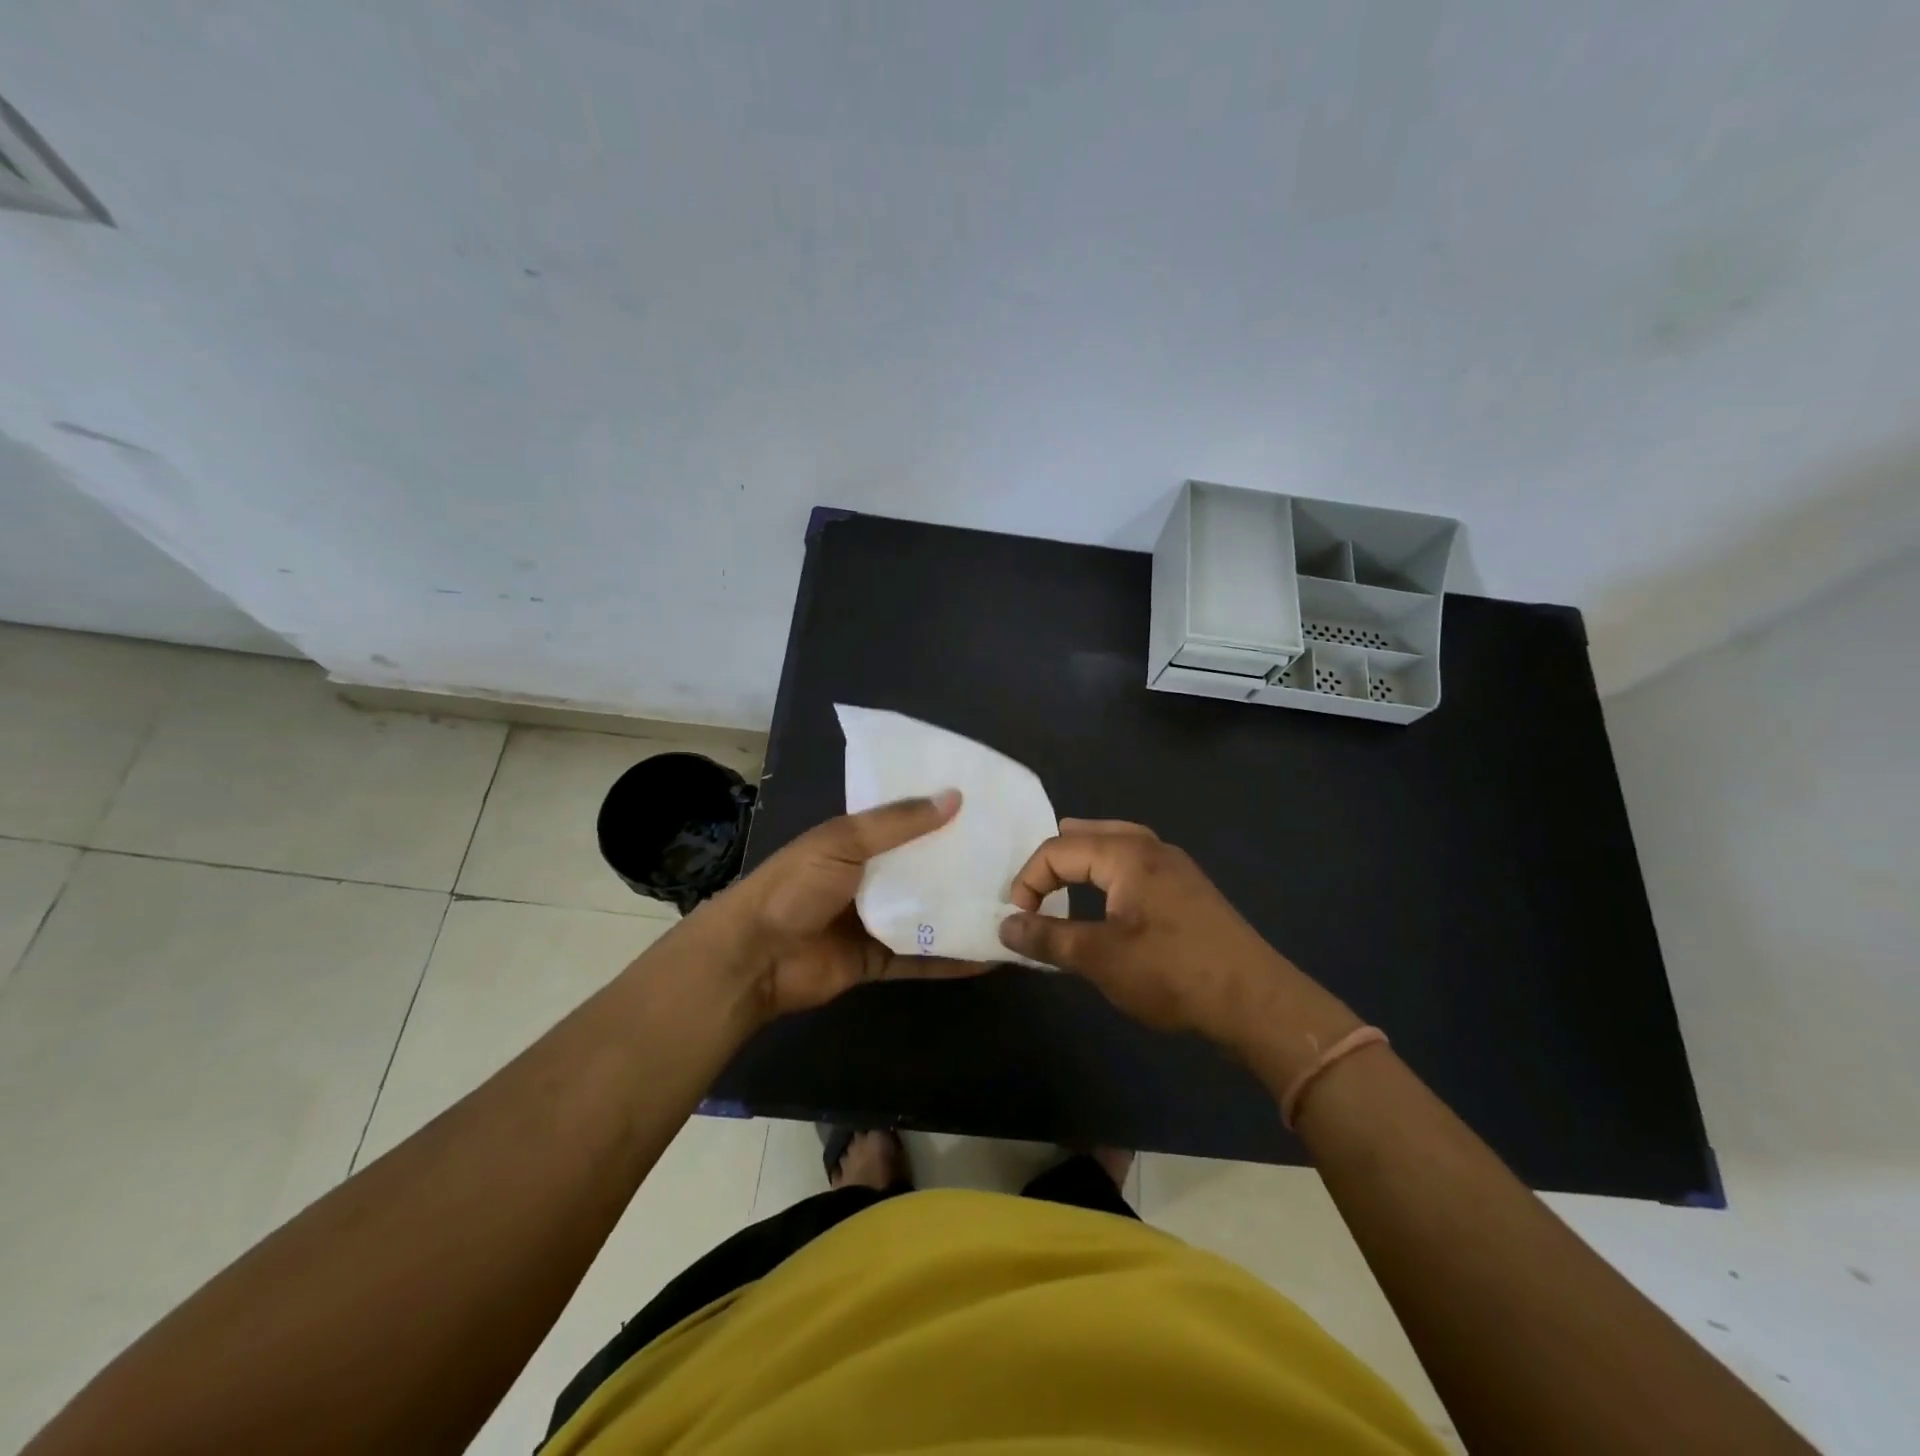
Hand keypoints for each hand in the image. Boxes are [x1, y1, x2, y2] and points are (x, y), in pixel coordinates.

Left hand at [708, 789, 988, 1020]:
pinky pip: (920, 959)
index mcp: (857, 842)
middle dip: (960, 866)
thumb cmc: (797, 887)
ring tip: (1011, 907)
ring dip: (961, 912)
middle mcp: (869, 878)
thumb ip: (899, 823)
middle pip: (923, 870)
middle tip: (1013, 859)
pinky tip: (988, 958)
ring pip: (926, 915)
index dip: (941, 815)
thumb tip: (955, 796)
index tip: (987, 808)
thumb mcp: (845, 841)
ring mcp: (874, 921)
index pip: (907, 822)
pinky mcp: (876, 961)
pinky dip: (950, 960)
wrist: (754, 956)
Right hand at [999, 819, 1352, 1058]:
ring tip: (1063, 887)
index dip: (1028, 880)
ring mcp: (1175, 866)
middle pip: (1088, 834)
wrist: (1256, 1002)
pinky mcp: (1189, 888)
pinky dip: (1109, 873)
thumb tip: (1005, 926)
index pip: (1057, 849)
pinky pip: (1135, 863)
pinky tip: (1109, 903)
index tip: (1019, 921)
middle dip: (1054, 860)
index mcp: (1126, 854)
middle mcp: (1151, 847)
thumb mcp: (1100, 958)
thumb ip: (1048, 938)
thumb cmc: (1172, 973)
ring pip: (1115, 844)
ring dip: (1083, 863)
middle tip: (1034, 893)